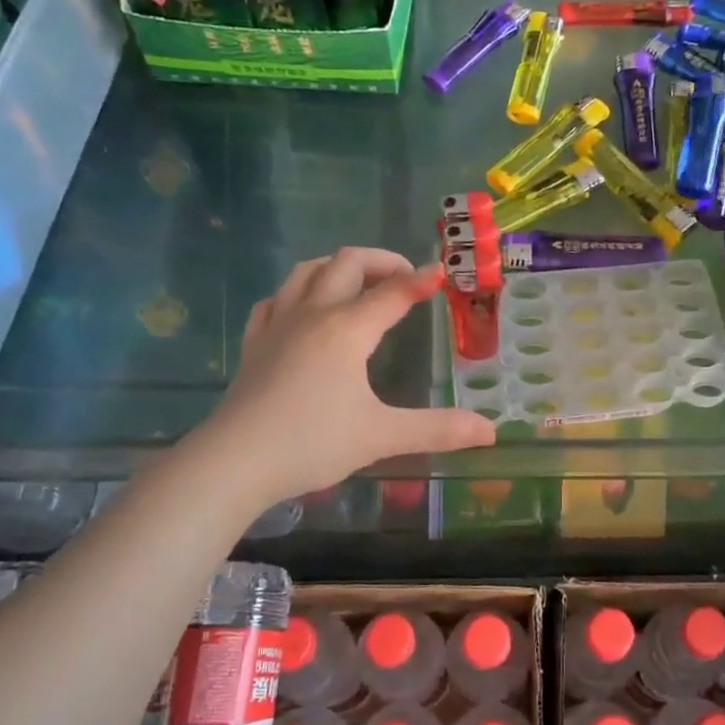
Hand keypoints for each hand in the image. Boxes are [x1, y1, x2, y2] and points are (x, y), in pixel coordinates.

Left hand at [203, 248, 495, 502]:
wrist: (234, 462)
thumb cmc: (312, 443)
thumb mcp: (382, 436)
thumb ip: (438, 429)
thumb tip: (490, 432)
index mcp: (347, 329)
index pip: (392, 293)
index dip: (421, 280)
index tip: (442, 274)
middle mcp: (313, 314)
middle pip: (347, 264)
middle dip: (381, 261)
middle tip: (406, 277)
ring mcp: (277, 325)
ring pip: (306, 272)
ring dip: (338, 266)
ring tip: (359, 282)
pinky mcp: (254, 344)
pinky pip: (275, 299)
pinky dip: (298, 291)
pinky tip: (303, 307)